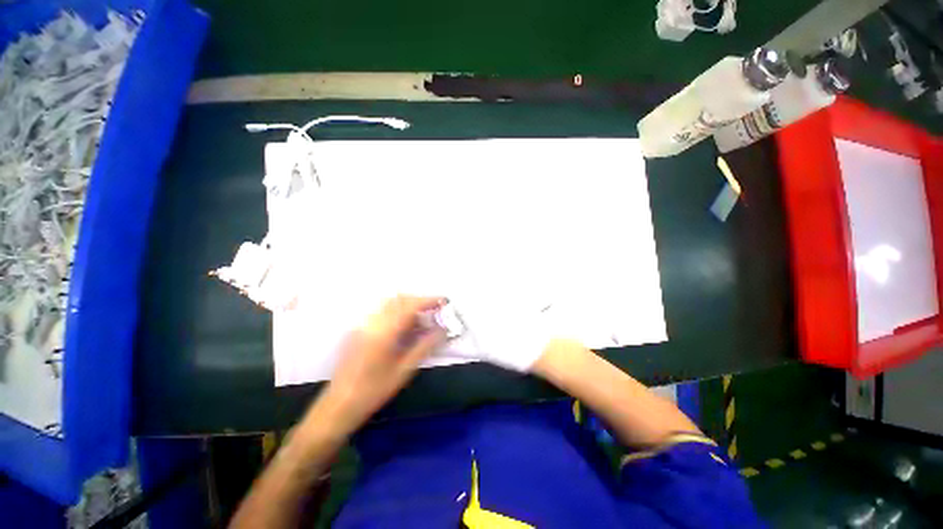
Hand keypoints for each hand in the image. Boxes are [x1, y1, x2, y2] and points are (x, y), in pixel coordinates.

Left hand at [315, 295, 447, 435]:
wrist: (338, 406)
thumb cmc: (374, 391)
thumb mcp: (404, 371)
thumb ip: (425, 346)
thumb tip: (443, 331)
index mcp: (384, 332)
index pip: (410, 306)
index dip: (428, 300)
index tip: (443, 302)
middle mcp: (372, 322)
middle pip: (399, 299)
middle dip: (419, 301)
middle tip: (433, 311)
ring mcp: (362, 325)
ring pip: (389, 304)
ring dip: (407, 305)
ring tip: (420, 319)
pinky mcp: (357, 330)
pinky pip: (380, 312)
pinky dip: (396, 312)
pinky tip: (402, 328)